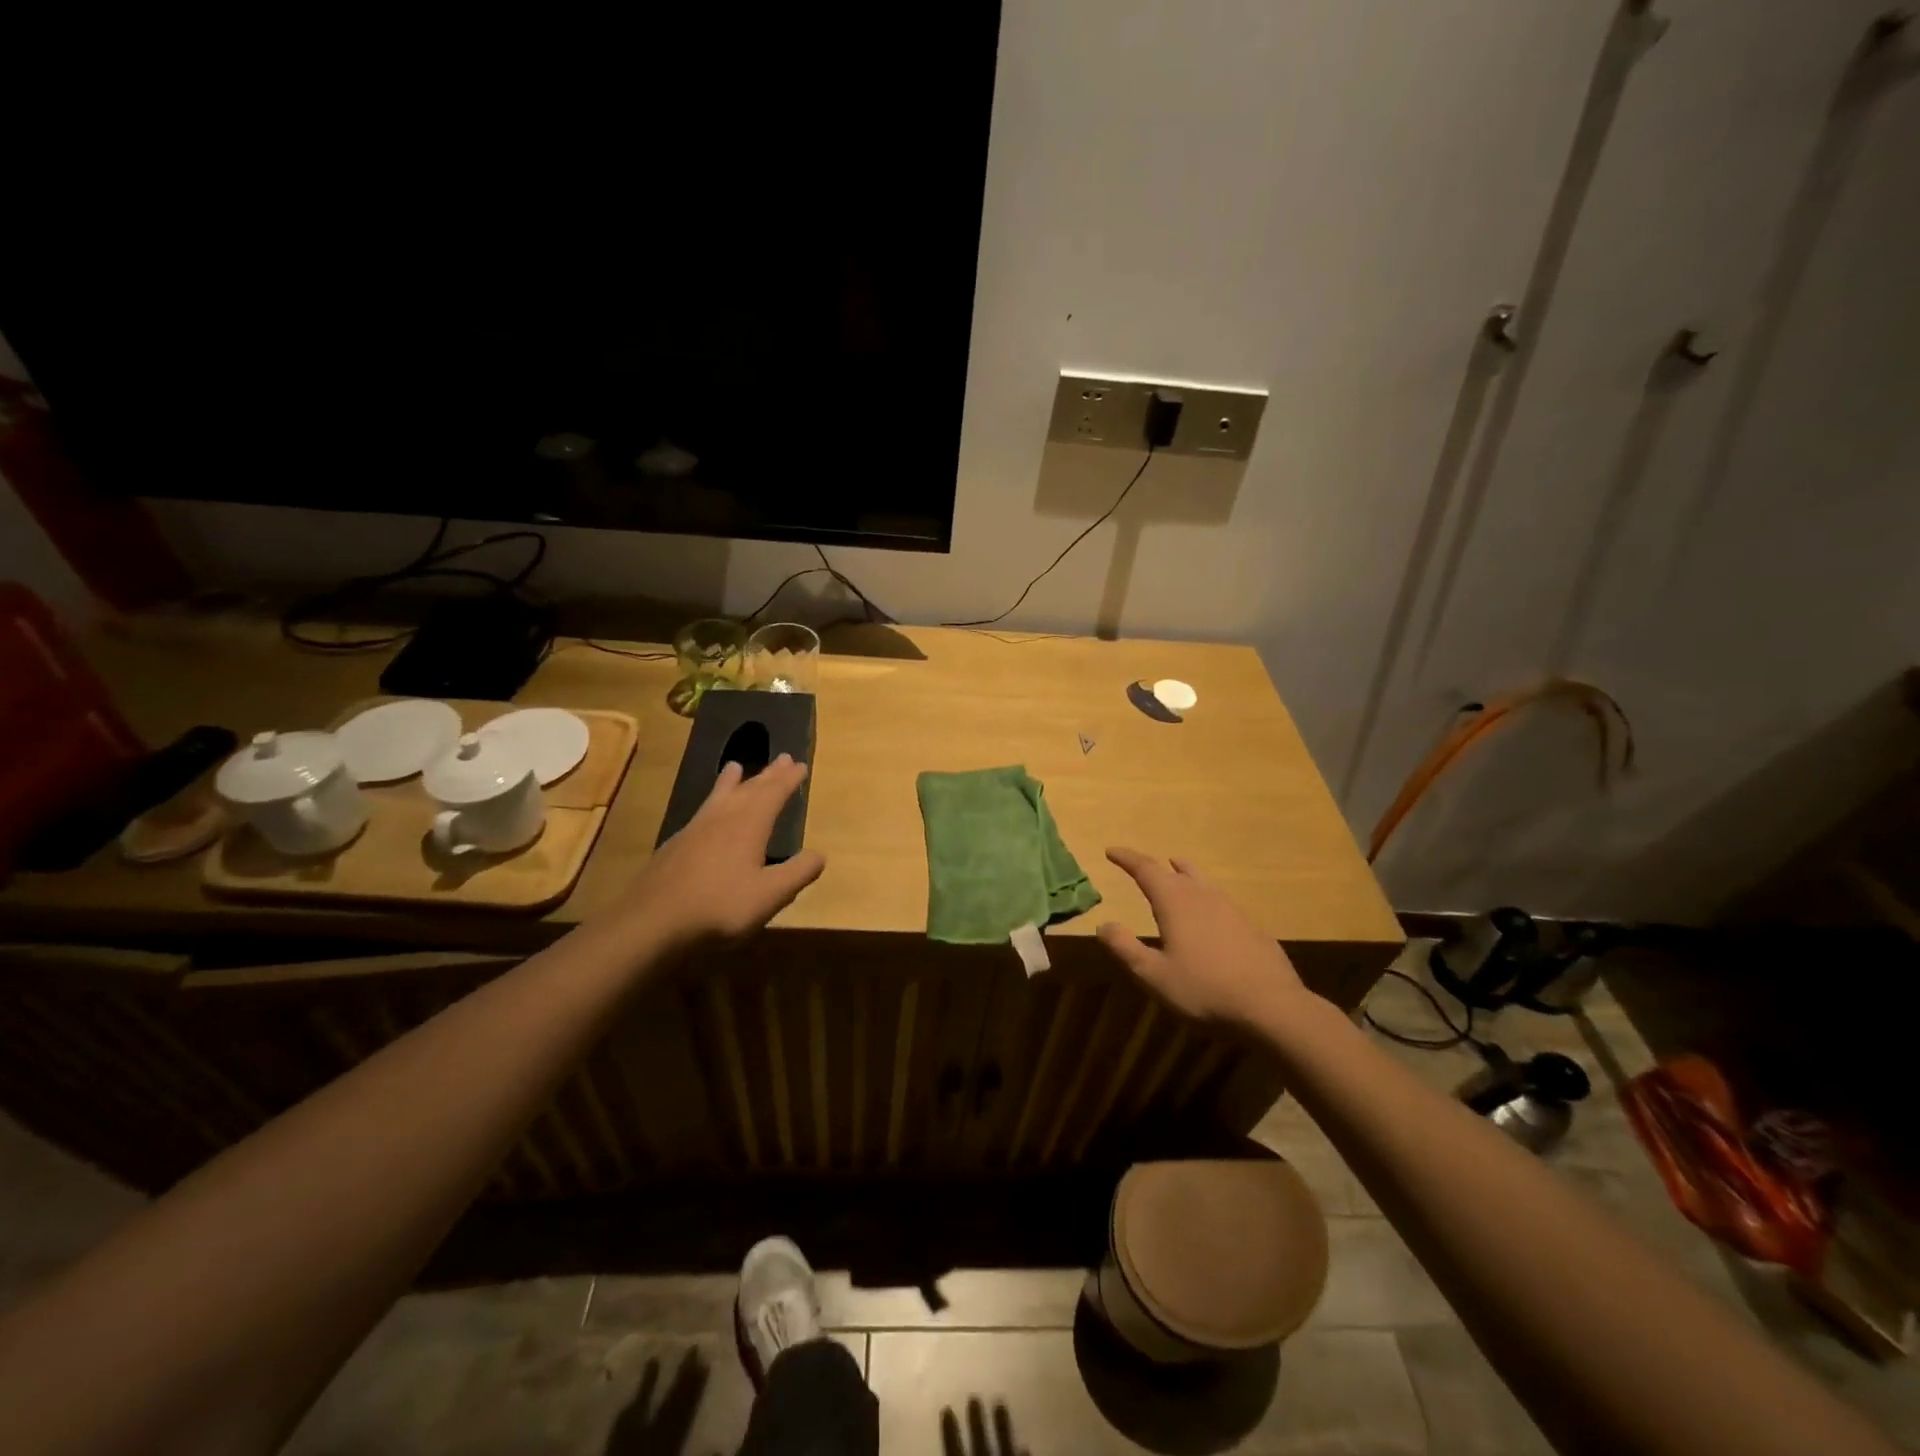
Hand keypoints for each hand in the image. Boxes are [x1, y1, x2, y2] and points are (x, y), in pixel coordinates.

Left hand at [626, 755, 824, 949]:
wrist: (653, 922)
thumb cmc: (720, 907)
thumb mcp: (770, 895)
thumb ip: (798, 873)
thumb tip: (819, 854)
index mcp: (749, 825)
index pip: (774, 794)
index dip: (788, 780)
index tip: (800, 765)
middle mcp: (723, 818)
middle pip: (750, 788)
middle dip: (768, 774)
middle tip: (783, 758)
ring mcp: (696, 829)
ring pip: (720, 796)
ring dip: (733, 781)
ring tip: (736, 765)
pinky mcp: (677, 845)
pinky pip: (703, 811)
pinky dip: (713, 801)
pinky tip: (709, 813)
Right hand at [1097, 847, 1313, 1027]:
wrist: (1272, 1006)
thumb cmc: (1204, 989)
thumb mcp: (1154, 975)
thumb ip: (1125, 948)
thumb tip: (1103, 924)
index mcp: (1175, 902)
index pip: (1146, 869)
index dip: (1127, 858)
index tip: (1111, 850)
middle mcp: (1203, 896)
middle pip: (1175, 871)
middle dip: (1154, 866)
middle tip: (1139, 866)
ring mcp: (1232, 909)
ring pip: (1202, 881)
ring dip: (1184, 874)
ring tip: (1176, 869)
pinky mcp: (1251, 926)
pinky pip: (1221, 901)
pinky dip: (1205, 897)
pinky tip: (1209, 914)